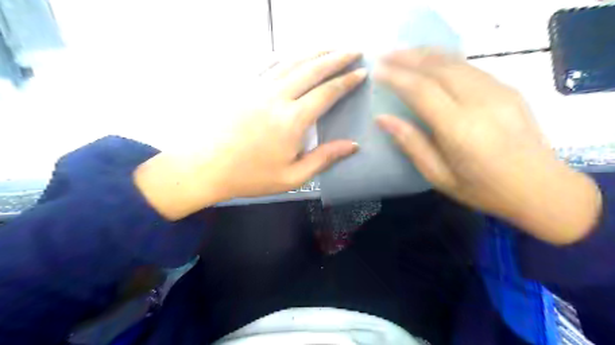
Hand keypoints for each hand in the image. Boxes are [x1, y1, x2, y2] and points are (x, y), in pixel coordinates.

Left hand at [134, 51, 363, 218]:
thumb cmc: (251, 177)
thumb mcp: (292, 176)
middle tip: (354, 50)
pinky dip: (285, 57)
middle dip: (337, 58)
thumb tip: (353, 146)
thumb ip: (324, 158)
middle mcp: (277, 97)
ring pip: (291, 62)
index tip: (362, 72)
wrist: (205, 168)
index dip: (347, 81)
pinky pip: (267, 65)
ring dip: (314, 52)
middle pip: (312, 69)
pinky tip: (292, 55)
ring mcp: (257, 88)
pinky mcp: (243, 87)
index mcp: (292, 120)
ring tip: (331, 47)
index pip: (327, 93)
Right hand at [375, 50, 601, 243]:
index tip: (377, 71)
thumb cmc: (483, 189)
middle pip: (438, 68)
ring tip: (403, 53)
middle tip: (385, 55)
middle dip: (408, 57)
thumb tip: (383, 119)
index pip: (422, 90)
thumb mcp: (439, 175)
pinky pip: (471, 67)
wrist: (541, 188)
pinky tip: (432, 62)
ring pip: (456, 62)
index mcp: (460, 128)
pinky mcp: (508, 90)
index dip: (396, 77)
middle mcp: (480, 102)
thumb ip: (411, 143)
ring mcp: (498, 92)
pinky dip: (446, 60)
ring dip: (426, 54)